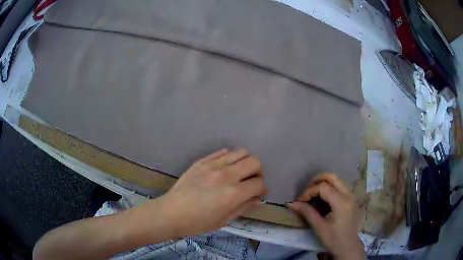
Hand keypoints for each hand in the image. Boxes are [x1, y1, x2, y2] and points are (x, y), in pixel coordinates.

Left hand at [156, 148, 266, 236]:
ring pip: (241, 152)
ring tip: (239, 172)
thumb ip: (243, 206)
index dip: (262, 189)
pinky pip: (223, 152)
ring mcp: (214, 165)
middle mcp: (227, 175)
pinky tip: (225, 168)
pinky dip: (229, 158)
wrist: (172, 212)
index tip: (259, 193)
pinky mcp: (203, 161)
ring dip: (245, 161)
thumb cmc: (198, 222)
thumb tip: (258, 199)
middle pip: (254, 162)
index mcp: (234, 193)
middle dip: (258, 171)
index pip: (259, 183)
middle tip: (251, 181)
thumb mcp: (224, 219)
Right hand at [288, 173, 364, 259]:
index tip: (300, 201)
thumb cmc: (333, 239)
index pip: (323, 187)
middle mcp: (349, 195)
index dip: (309, 191)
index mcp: (342, 202)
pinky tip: (323, 199)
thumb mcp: (319, 227)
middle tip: (306, 190)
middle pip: (333, 177)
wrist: (348, 246)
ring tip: (313, 194)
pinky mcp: (352, 199)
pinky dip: (330, 189)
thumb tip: (291, 203)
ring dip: (323, 184)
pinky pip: (340, 187)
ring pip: (337, 181)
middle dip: (317, 180)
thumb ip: (307, 212)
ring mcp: (352, 196)